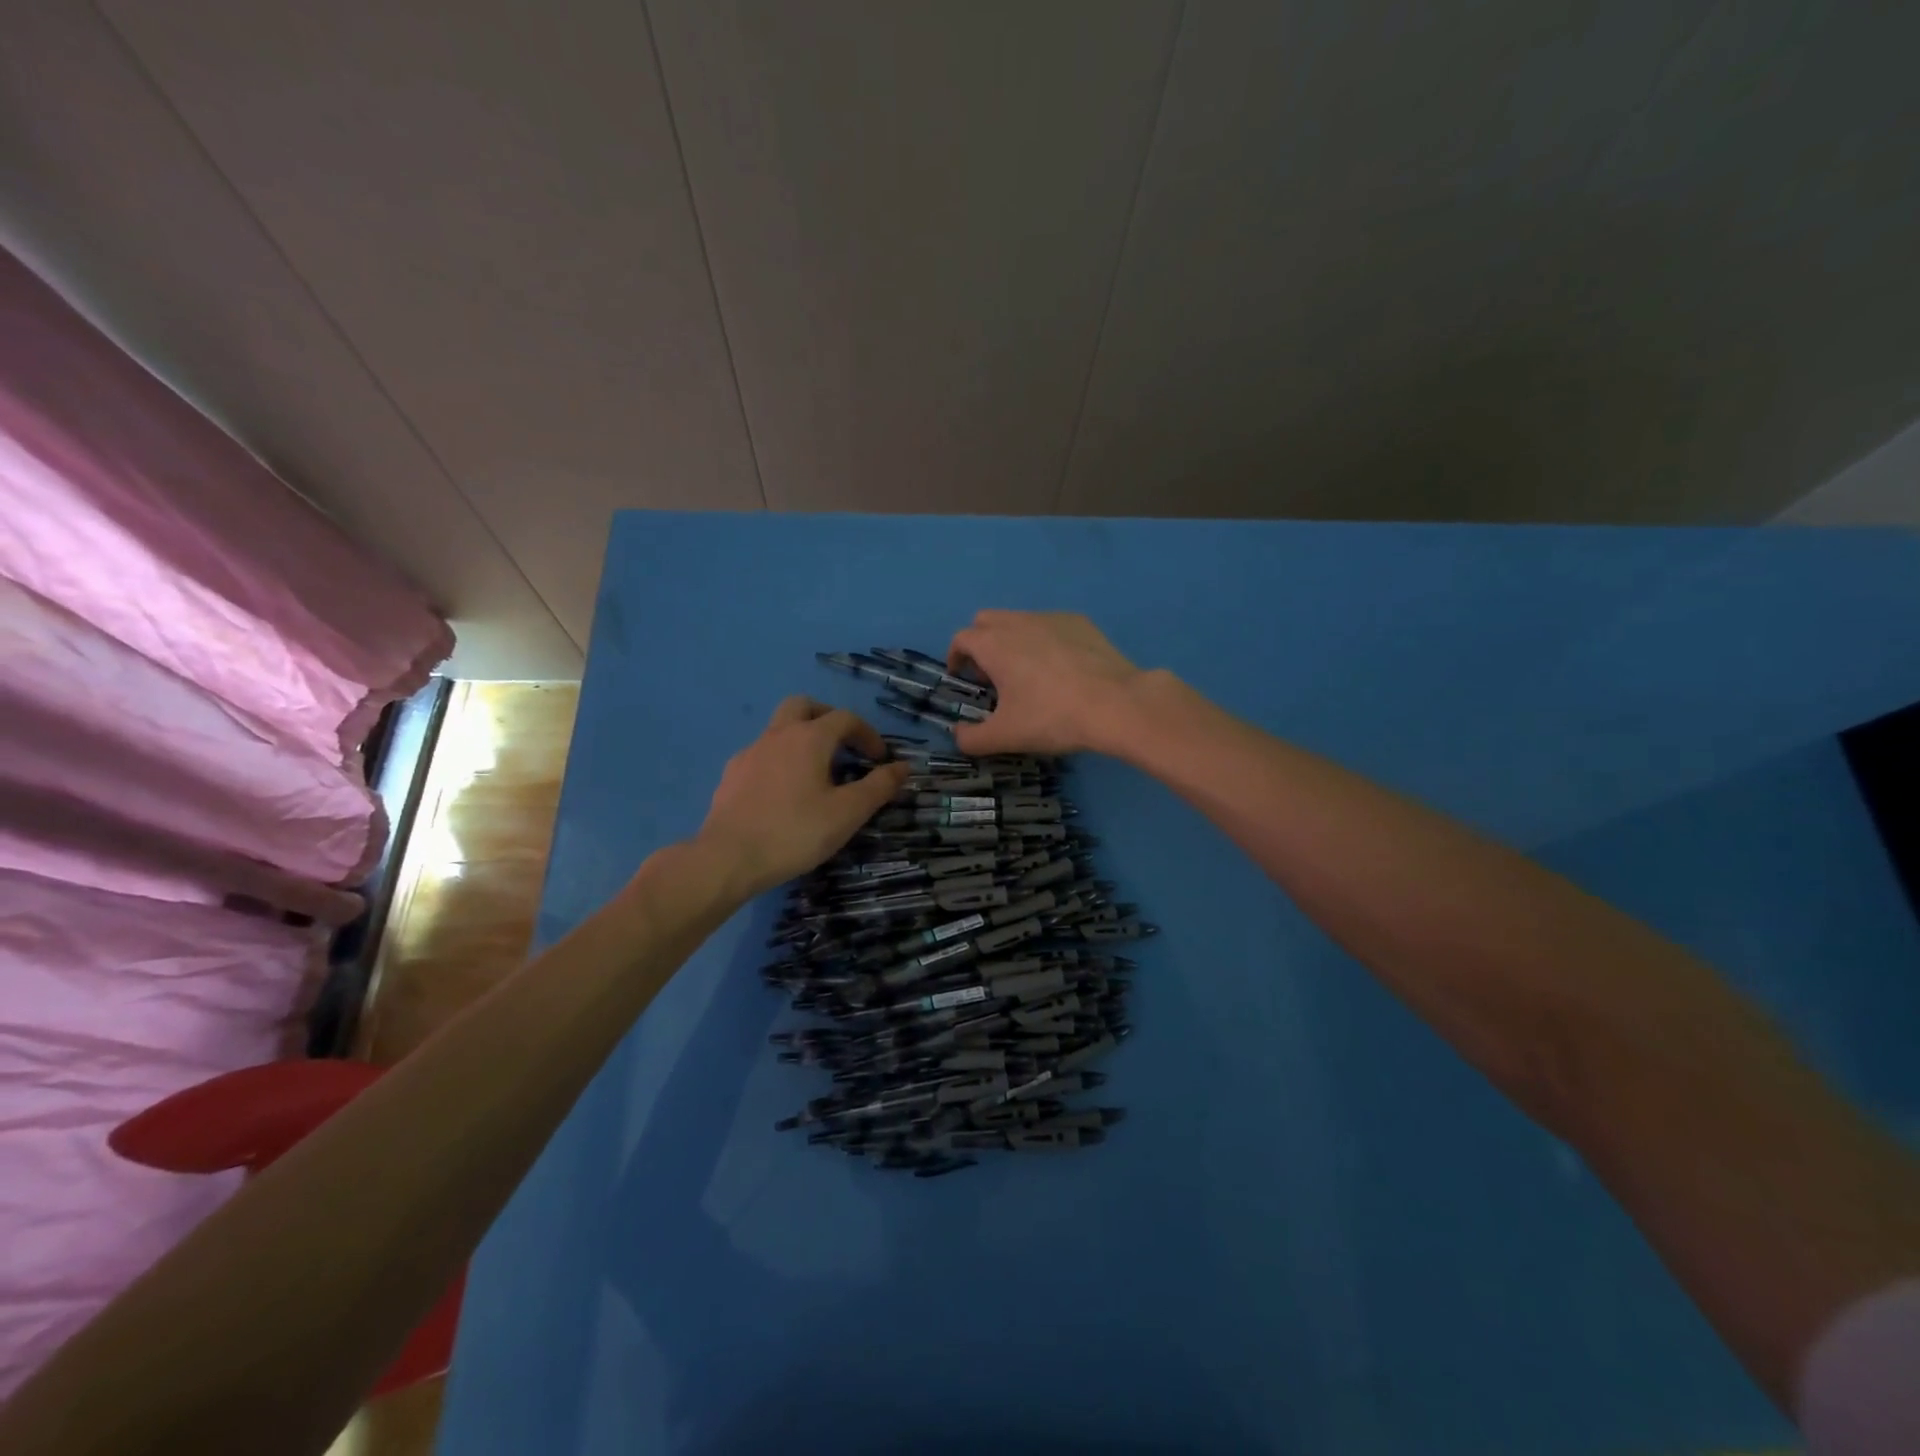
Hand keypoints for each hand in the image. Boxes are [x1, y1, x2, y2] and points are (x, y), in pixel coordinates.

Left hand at [696, 698, 909, 897]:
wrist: (727, 858)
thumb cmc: (795, 832)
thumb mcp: (848, 813)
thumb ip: (879, 786)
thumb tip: (903, 766)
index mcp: (809, 738)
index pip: (845, 719)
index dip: (868, 734)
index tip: (879, 759)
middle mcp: (777, 735)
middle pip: (804, 706)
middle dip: (828, 719)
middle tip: (843, 746)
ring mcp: (750, 753)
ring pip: (779, 728)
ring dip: (802, 739)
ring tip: (815, 772)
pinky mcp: (731, 774)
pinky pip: (761, 754)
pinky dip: (780, 760)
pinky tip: (783, 792)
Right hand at [946, 610, 1143, 755]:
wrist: (1116, 704)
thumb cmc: (1052, 717)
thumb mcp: (1005, 736)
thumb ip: (972, 739)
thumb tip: (958, 736)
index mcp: (994, 644)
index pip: (961, 639)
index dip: (956, 657)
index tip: (963, 678)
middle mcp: (1018, 622)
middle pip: (987, 621)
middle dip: (981, 643)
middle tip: (992, 675)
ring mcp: (1052, 618)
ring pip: (1020, 620)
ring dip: (1013, 640)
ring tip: (1028, 673)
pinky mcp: (1081, 623)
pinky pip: (1051, 625)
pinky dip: (1045, 640)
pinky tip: (1062, 669)